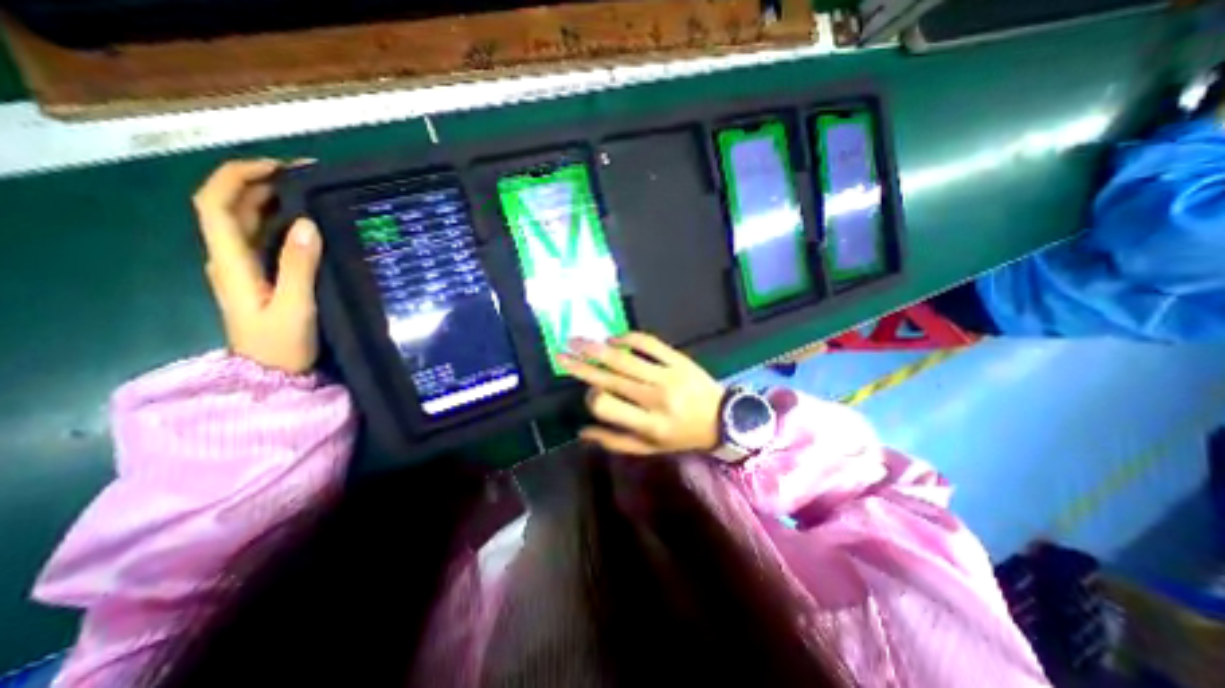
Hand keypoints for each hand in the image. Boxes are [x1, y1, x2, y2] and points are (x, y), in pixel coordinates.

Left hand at [192, 159, 322, 377]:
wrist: (272, 373)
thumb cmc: (281, 343)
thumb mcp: (294, 306)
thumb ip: (298, 266)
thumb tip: (307, 223)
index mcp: (230, 262)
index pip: (216, 204)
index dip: (238, 177)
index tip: (278, 167)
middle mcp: (229, 257)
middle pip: (230, 206)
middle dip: (261, 181)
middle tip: (306, 175)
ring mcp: (244, 267)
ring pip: (248, 221)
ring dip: (271, 199)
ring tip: (310, 191)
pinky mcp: (261, 276)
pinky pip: (264, 238)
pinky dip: (282, 221)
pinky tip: (307, 221)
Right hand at [560, 332, 724, 456]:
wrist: (723, 419)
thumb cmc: (682, 436)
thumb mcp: (650, 449)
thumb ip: (615, 441)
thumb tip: (582, 430)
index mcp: (648, 424)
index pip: (606, 406)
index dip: (591, 398)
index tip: (590, 394)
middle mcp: (654, 398)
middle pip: (610, 377)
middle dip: (580, 365)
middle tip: (560, 353)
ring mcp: (667, 375)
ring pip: (624, 357)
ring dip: (596, 347)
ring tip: (576, 339)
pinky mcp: (678, 359)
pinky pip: (649, 343)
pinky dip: (628, 337)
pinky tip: (613, 337)